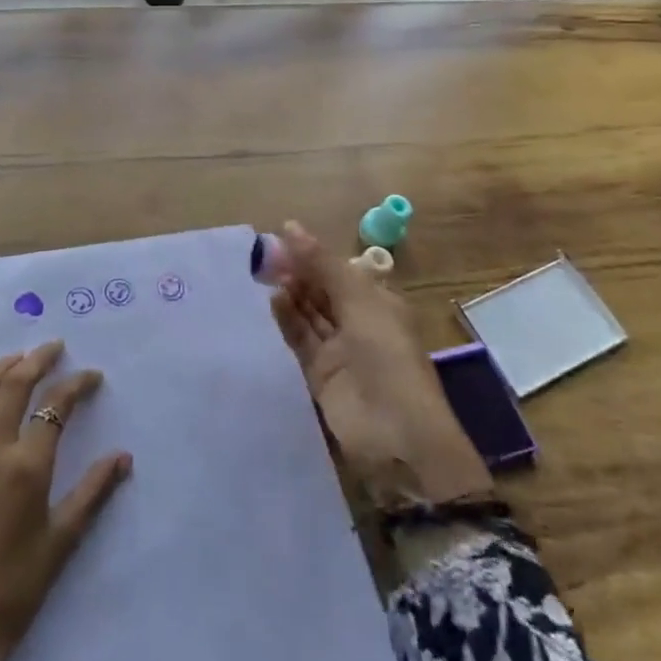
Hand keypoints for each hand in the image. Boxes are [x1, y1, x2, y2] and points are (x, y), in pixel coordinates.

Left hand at [0, 341, 132, 660]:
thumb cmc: (14, 594)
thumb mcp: (61, 544)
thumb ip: (92, 493)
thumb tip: (123, 456)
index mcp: (27, 469)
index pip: (55, 408)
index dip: (76, 385)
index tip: (92, 376)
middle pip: (13, 389)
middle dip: (36, 361)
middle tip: (53, 347)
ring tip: (14, 359)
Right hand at [271, 221, 490, 508]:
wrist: (396, 435)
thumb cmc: (386, 356)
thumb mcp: (359, 302)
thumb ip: (322, 265)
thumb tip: (290, 226)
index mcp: (378, 302)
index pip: (340, 270)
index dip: (313, 253)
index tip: (281, 235)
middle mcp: (359, 322)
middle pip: (322, 289)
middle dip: (297, 271)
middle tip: (264, 254)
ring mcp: (339, 348)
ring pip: (309, 312)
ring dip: (291, 293)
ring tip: (264, 273)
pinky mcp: (320, 372)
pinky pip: (300, 338)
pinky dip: (287, 318)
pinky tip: (273, 300)